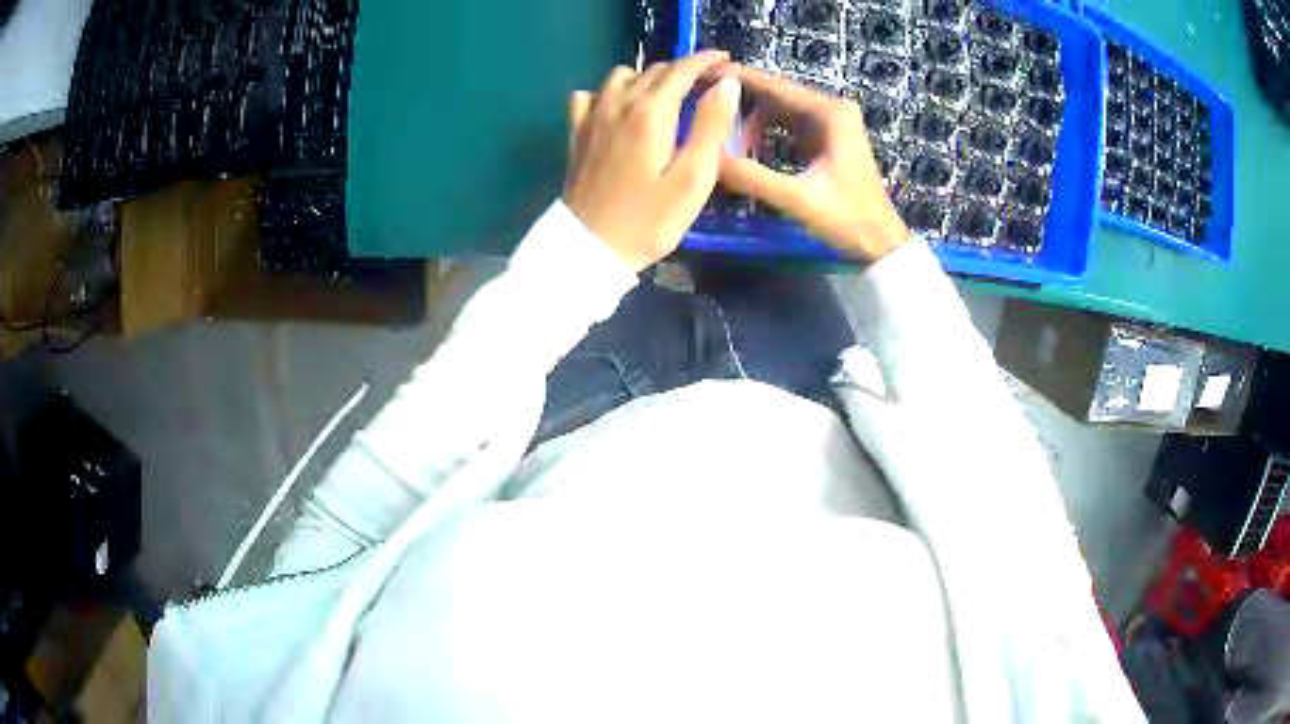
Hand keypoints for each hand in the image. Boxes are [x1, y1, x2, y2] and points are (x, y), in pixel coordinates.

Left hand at [563, 52, 741, 271]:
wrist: (589, 248)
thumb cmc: (649, 220)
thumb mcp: (693, 178)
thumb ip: (711, 125)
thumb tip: (727, 84)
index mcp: (651, 112)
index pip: (681, 70)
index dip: (706, 61)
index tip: (725, 62)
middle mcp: (618, 103)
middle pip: (654, 70)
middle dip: (683, 70)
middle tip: (706, 86)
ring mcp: (592, 116)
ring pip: (622, 76)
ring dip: (648, 79)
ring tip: (666, 98)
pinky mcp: (576, 132)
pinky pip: (590, 94)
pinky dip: (610, 93)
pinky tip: (619, 110)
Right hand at [715, 64, 909, 261]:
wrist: (881, 244)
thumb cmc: (847, 219)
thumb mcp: (797, 198)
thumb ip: (751, 176)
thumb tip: (706, 157)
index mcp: (830, 113)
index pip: (775, 85)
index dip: (736, 78)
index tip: (701, 73)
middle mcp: (832, 109)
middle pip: (776, 94)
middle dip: (739, 100)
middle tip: (699, 103)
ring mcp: (832, 124)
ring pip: (780, 110)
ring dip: (751, 120)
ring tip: (717, 131)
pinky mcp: (828, 140)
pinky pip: (788, 126)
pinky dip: (765, 132)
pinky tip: (743, 145)